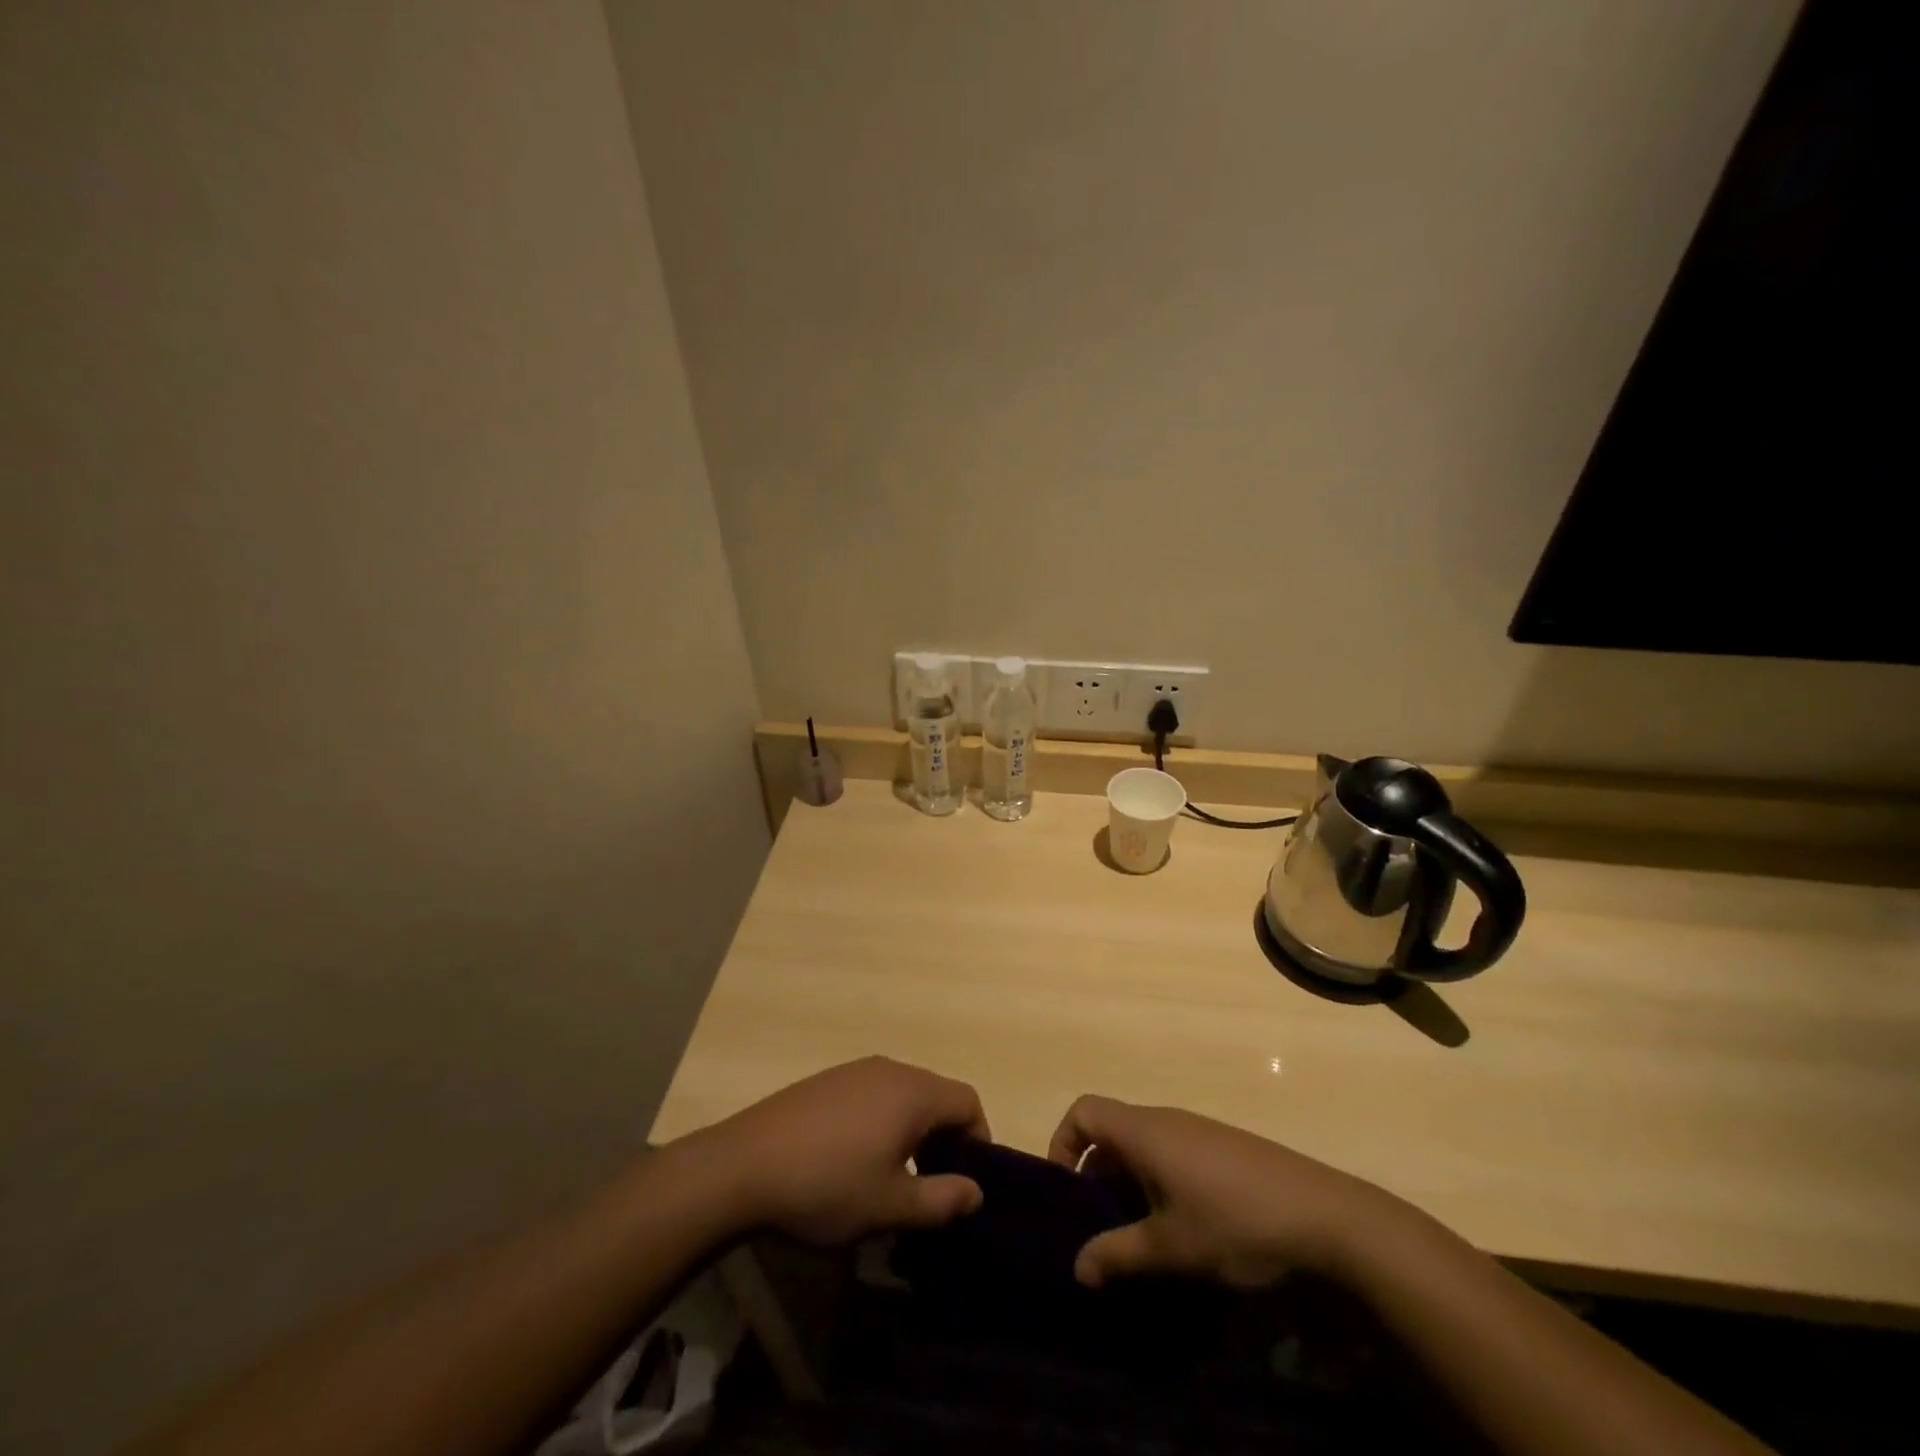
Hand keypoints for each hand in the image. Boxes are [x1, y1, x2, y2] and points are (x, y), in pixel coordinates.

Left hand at [696, 1057, 989, 1243]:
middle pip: (936, 1094)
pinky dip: (882, 1120)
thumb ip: (941, 1200)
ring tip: (894, 1175)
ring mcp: (853, 1071)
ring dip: (912, 1129)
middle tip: (933, 1184)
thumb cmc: (826, 1186)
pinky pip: (872, 1094)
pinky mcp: (826, 1081)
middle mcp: (888, 1069)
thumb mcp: (889, 1207)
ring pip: (903, 1094)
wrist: (741, 1166)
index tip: (967, 1181)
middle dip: (945, 1136)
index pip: (967, 1101)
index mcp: (912, 1092)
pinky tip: (854, 1158)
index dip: (979, 1139)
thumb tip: (976, 1191)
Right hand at [1048, 1095, 1400, 1289]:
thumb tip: (1077, 1267)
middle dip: (1097, 1177)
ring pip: (1144, 1147)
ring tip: (1141, 1238)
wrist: (1328, 1219)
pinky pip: (1173, 1155)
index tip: (1067, 1194)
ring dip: (1130, 1185)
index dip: (1063, 1143)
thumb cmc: (1236, 1225)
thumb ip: (1118, 1256)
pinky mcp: (1224, 1149)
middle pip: (1112, 1131)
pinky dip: (1160, 1185)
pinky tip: (1184, 1231)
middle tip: (1100, 1229)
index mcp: (1144, 1130)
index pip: (1083, 1111)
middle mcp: (1166, 1119)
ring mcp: (1198, 1131)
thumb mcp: (1171, 1249)